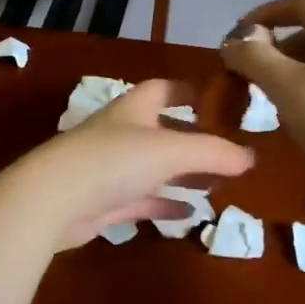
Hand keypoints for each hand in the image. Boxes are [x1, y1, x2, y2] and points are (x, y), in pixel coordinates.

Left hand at [0, 80, 255, 248]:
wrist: (53, 200)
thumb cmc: (114, 161)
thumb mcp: (172, 151)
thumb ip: (213, 153)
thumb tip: (251, 157)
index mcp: (133, 110)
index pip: (162, 89)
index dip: (187, 90)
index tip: (214, 98)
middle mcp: (120, 135)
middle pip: (160, 130)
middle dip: (191, 139)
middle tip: (225, 151)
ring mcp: (108, 170)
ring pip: (152, 168)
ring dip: (181, 175)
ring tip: (215, 184)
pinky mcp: (102, 203)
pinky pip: (141, 200)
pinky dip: (164, 203)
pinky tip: (188, 214)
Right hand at [220, 0, 304, 183]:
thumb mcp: (285, 85)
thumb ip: (254, 57)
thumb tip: (233, 40)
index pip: (301, 4)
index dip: (264, 13)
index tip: (237, 35)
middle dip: (275, 48)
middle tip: (249, 73)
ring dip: (289, 71)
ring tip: (268, 97)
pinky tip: (297, 116)